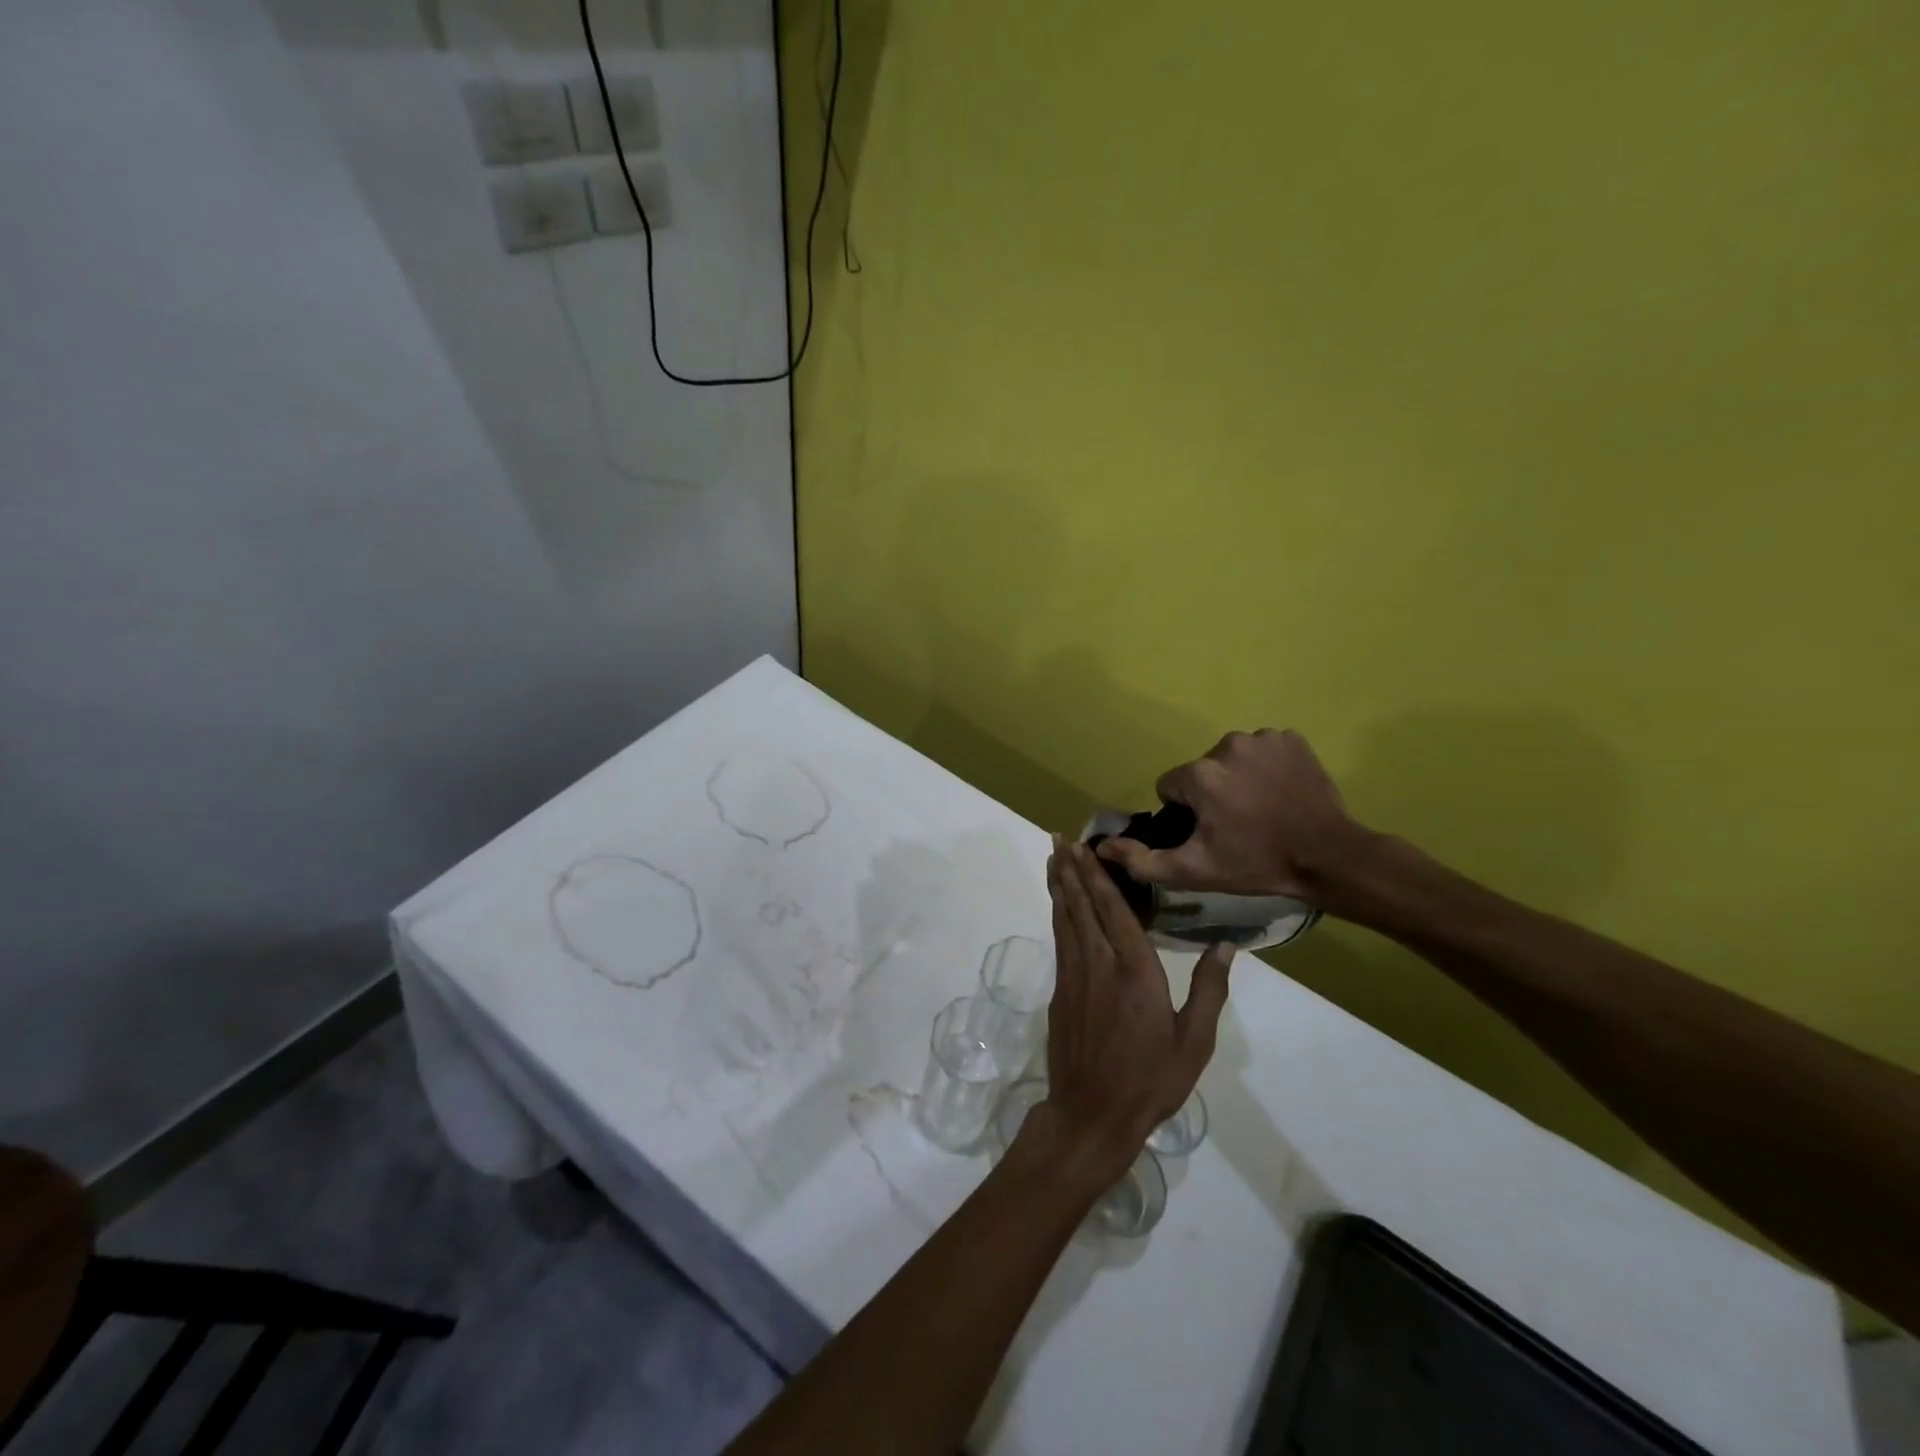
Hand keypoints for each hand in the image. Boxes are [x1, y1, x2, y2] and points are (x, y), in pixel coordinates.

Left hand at [1033, 838, 1231, 1182]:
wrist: (1091, 1114)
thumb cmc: (1151, 1080)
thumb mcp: (1193, 1042)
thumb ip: (1208, 990)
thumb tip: (1226, 945)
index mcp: (1135, 971)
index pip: (1114, 910)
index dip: (1098, 875)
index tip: (1085, 847)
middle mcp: (1099, 964)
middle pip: (1082, 906)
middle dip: (1071, 870)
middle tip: (1059, 837)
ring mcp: (1073, 977)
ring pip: (1065, 919)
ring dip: (1060, 886)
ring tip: (1053, 857)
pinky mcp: (1059, 992)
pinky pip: (1060, 941)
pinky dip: (1058, 915)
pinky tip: (1059, 905)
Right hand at [1095, 728, 1365, 900]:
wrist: (1329, 857)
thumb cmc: (1256, 864)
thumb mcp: (1194, 871)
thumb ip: (1143, 860)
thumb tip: (1102, 846)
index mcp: (1201, 774)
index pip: (1171, 786)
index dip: (1185, 812)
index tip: (1209, 832)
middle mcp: (1228, 744)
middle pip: (1202, 770)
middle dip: (1211, 793)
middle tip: (1236, 825)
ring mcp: (1264, 738)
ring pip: (1232, 758)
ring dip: (1238, 778)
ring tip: (1261, 809)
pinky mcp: (1292, 739)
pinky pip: (1264, 750)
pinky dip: (1267, 767)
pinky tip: (1281, 792)